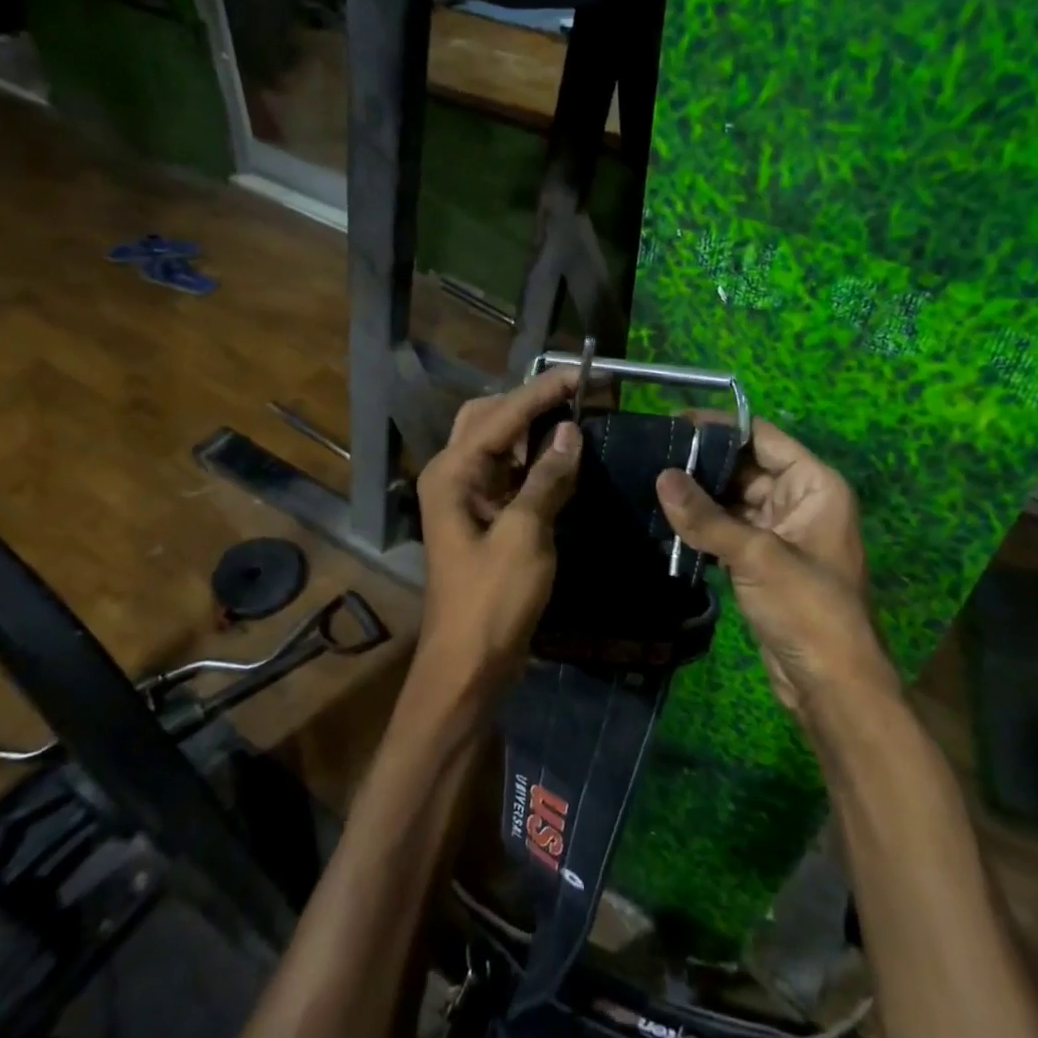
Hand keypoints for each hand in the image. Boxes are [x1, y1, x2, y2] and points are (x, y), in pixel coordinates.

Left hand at [416, 368, 581, 684]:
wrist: (469, 664)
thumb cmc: (492, 600)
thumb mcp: (525, 535)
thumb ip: (547, 479)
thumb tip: (570, 432)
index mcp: (452, 472)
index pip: (502, 415)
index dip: (544, 391)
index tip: (585, 374)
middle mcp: (453, 474)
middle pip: (489, 418)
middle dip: (531, 401)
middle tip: (578, 394)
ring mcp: (466, 497)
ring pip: (499, 444)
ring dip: (534, 428)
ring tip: (577, 415)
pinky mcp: (484, 518)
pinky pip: (509, 473)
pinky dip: (535, 460)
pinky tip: (563, 456)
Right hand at [655, 418, 890, 714]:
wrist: (831, 683)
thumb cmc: (807, 608)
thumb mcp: (756, 556)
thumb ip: (706, 517)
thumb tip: (661, 476)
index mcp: (814, 485)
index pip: (763, 438)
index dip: (720, 427)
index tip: (674, 421)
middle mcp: (800, 500)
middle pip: (746, 467)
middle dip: (703, 463)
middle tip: (652, 454)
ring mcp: (781, 532)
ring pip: (734, 500)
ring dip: (699, 496)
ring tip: (649, 481)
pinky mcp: (763, 560)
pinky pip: (730, 529)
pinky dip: (703, 526)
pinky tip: (666, 519)